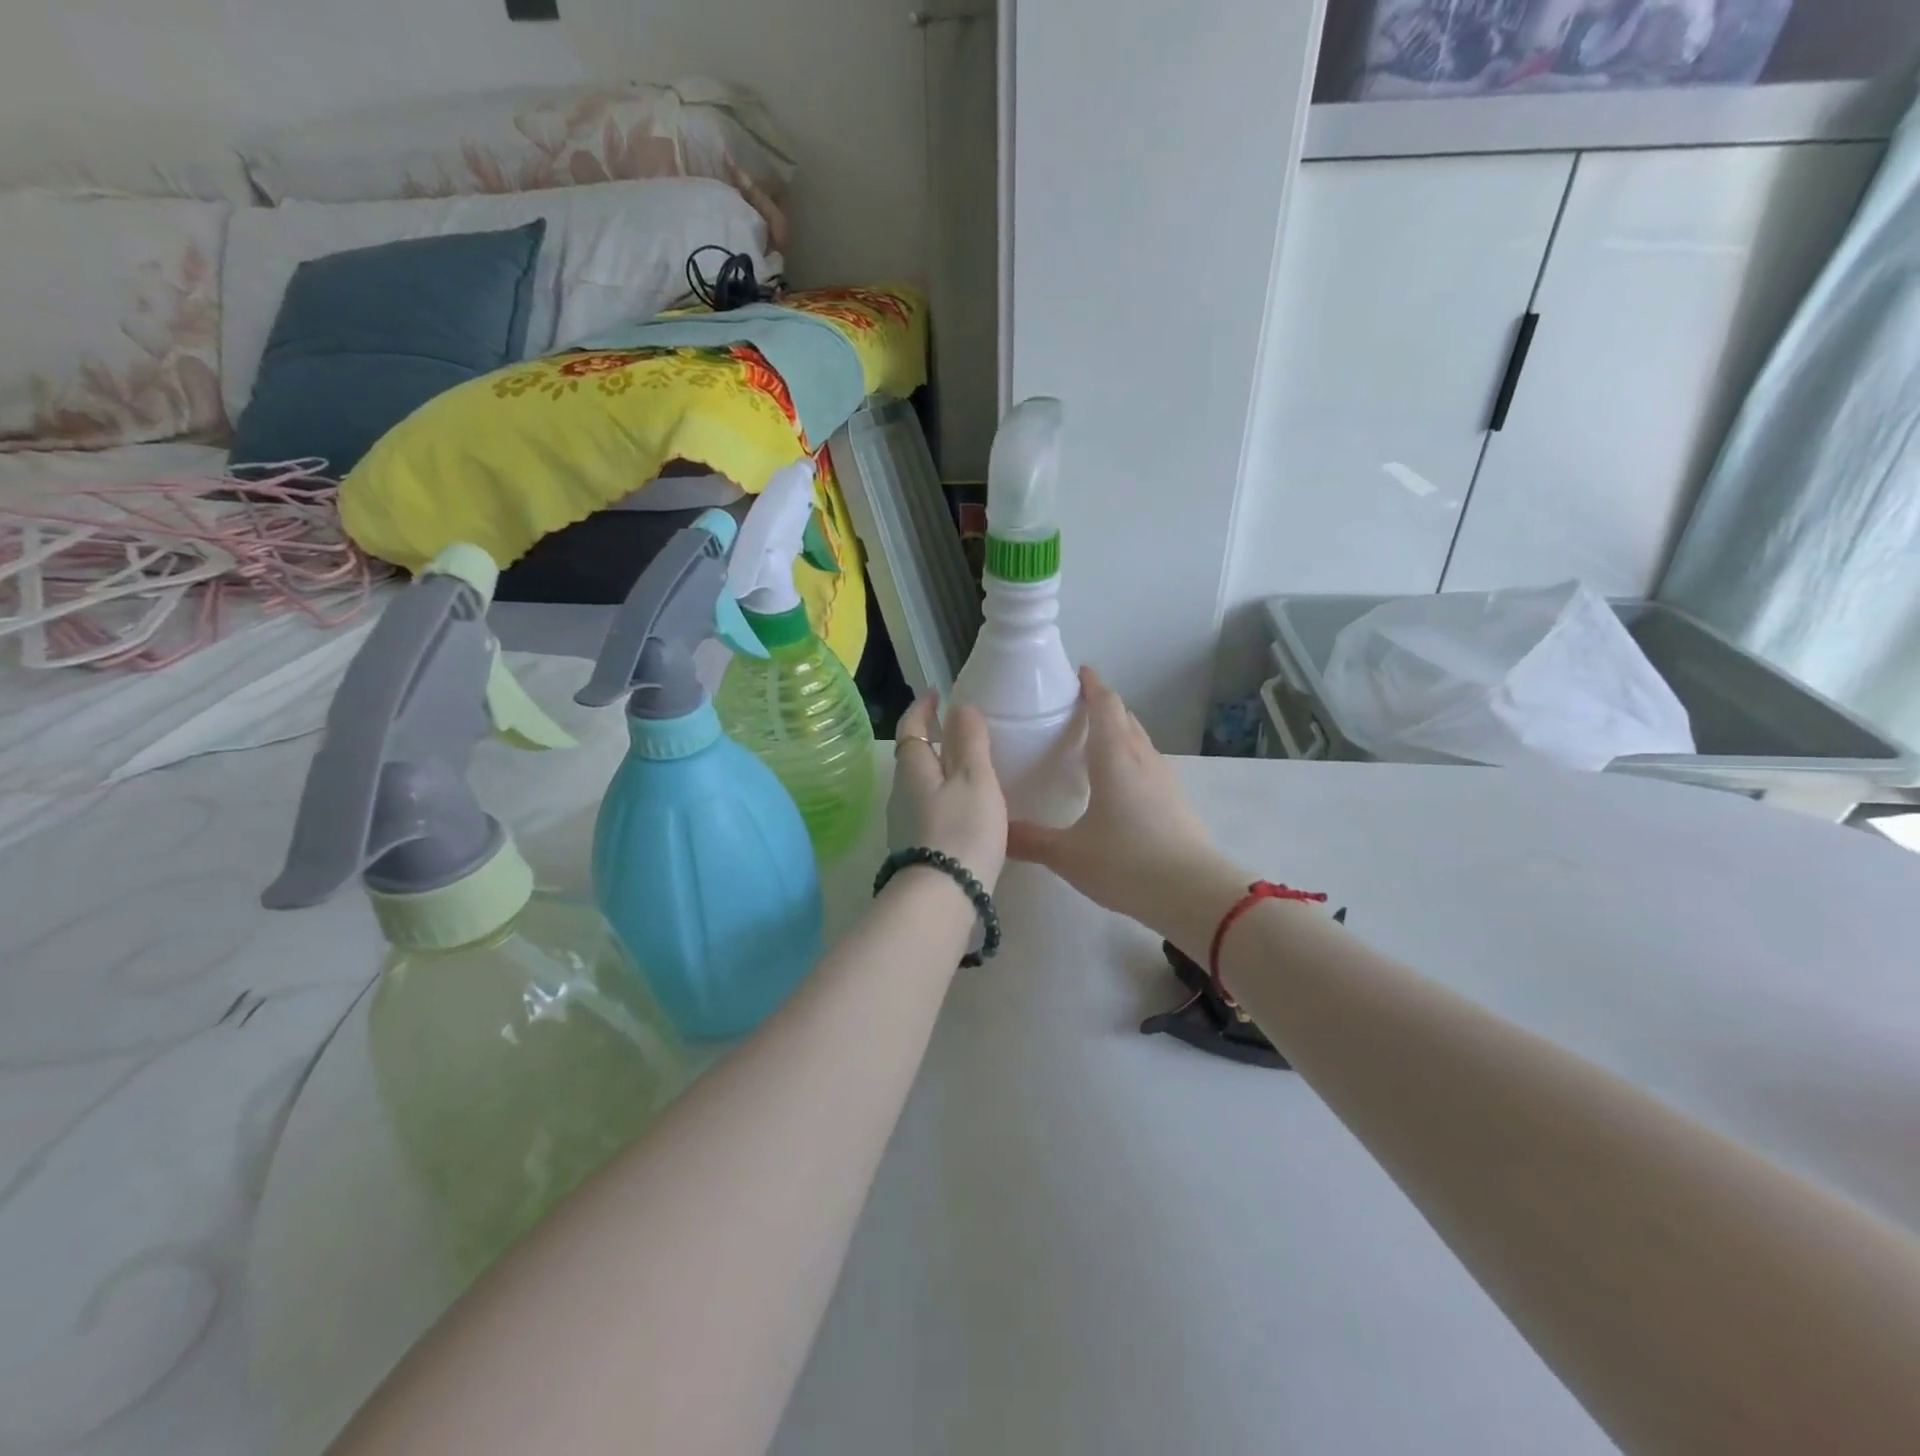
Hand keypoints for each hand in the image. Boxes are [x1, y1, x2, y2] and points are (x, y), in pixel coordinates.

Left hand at [889, 692, 1007, 890]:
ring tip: (968, 768)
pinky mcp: (916, 849)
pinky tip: (965, 809)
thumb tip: (959, 706)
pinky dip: (944, 798)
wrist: (942, 898)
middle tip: (959, 730)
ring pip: (921, 785)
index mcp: (913, 769)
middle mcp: (901, 793)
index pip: (912, 728)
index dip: (923, 708)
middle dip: (931, 739)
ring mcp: (905, 824)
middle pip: (913, 757)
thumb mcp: (975, 779)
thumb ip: (969, 741)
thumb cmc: (962, 830)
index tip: (936, 693)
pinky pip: (928, 810)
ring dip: (939, 771)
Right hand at [1007, 667, 1222, 926]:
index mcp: (1114, 756)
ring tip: (1091, 741)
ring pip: (1138, 740)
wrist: (1194, 894)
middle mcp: (1142, 758)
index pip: (1105, 704)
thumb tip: (995, 831)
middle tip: (1072, 708)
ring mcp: (1163, 778)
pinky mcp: (1175, 800)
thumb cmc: (1127, 863)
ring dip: (1118, 731)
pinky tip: (1114, 782)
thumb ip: (1029, 840)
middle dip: (1102, 705)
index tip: (1078, 672)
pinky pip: (1147, 763)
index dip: (1092, 685)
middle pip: (1124, 717)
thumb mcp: (1068, 854)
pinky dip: (1128, 757)